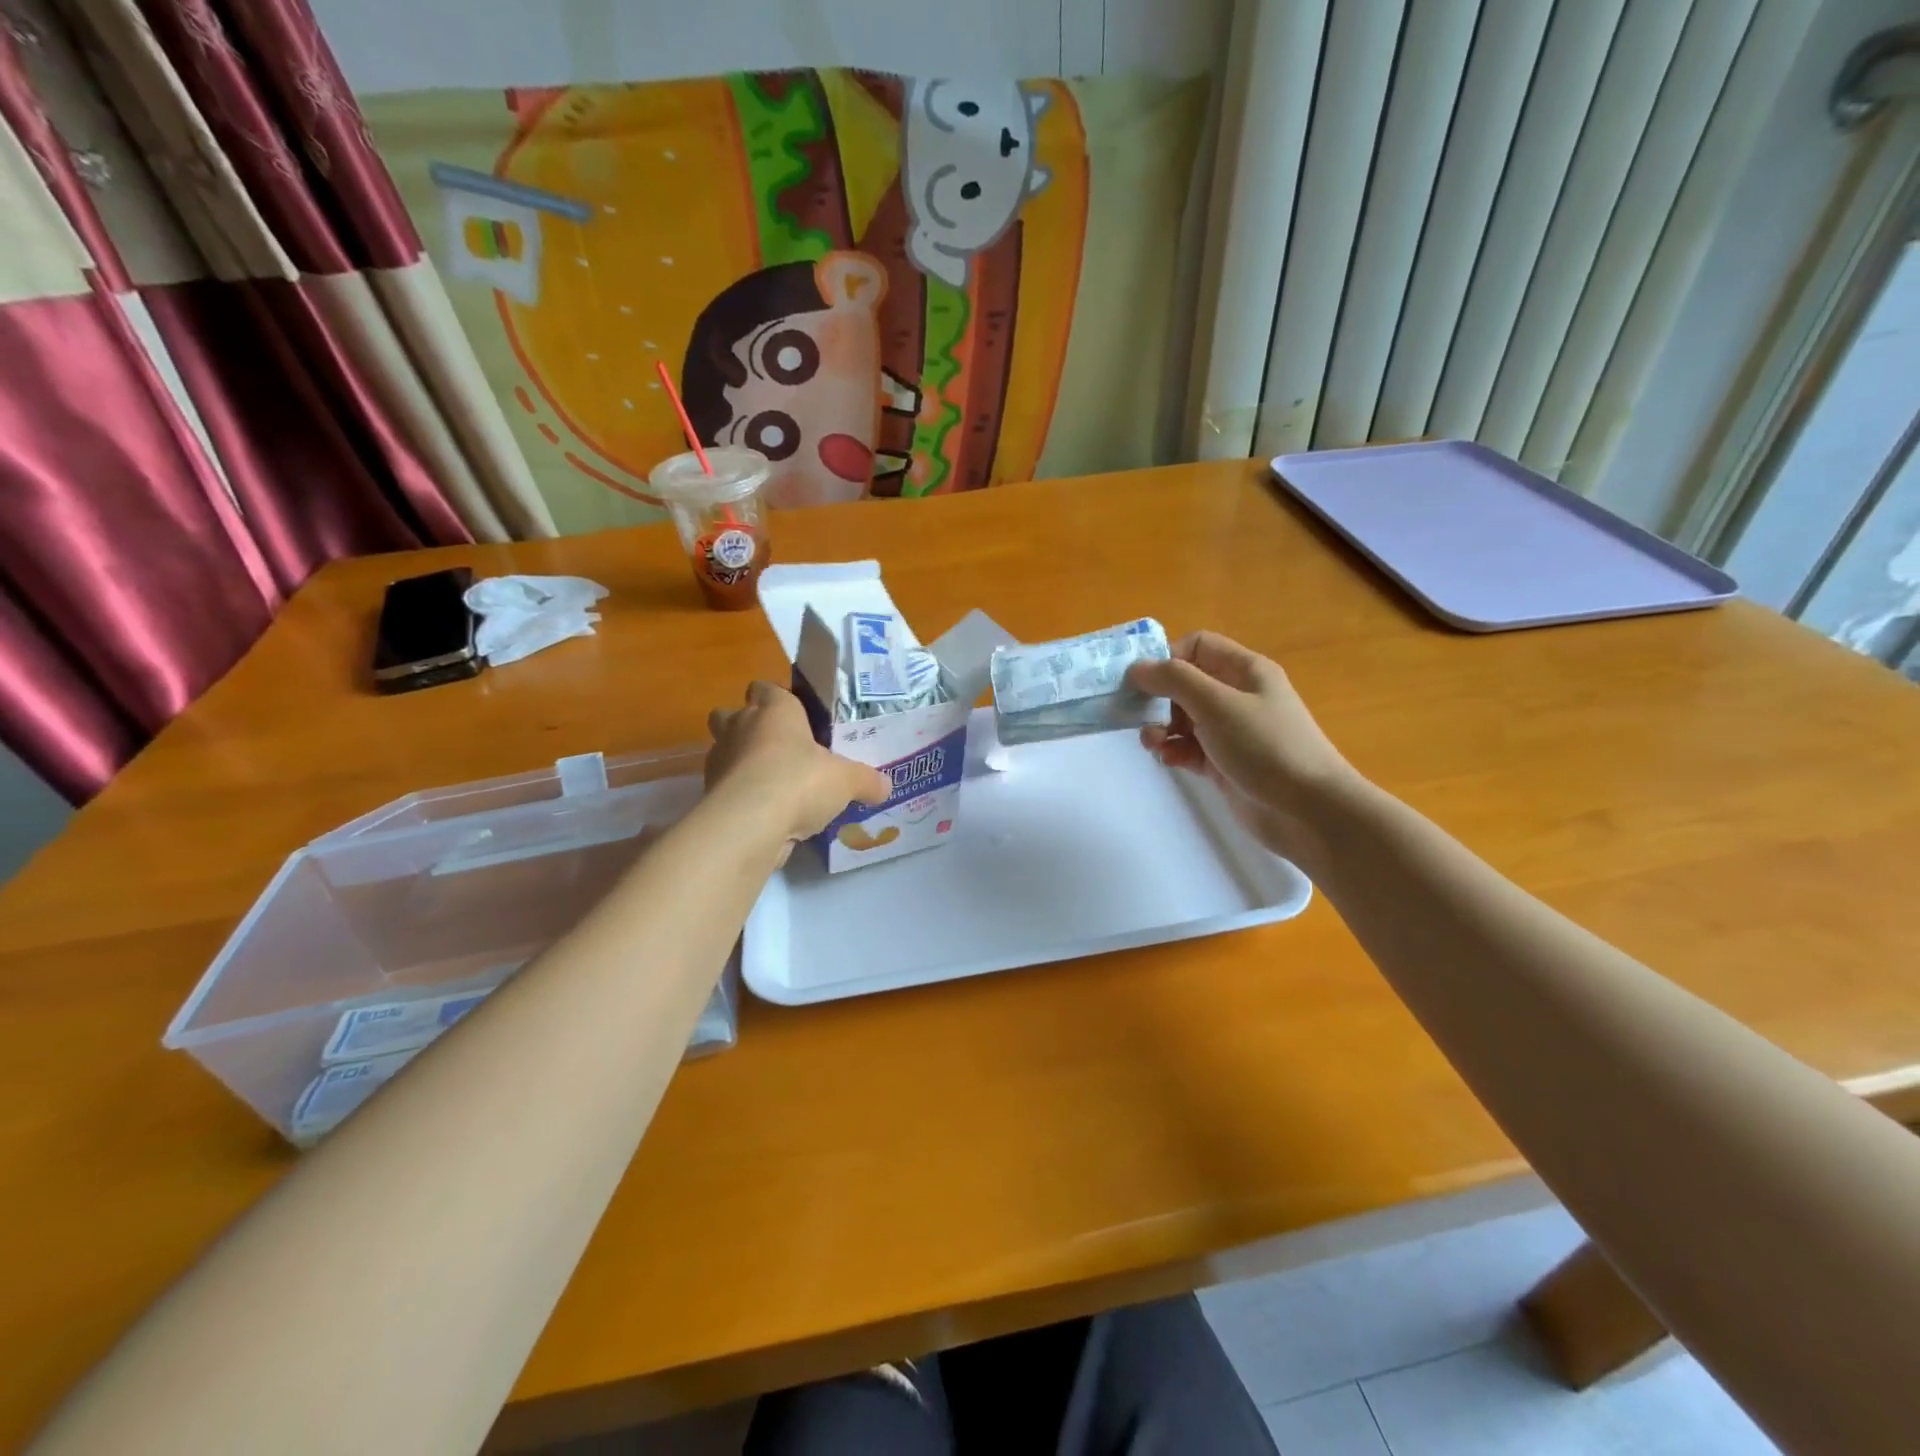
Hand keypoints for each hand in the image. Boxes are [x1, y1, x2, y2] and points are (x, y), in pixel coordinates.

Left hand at [706, 681, 890, 856]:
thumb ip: (866, 781)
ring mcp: (720, 760)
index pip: (766, 688)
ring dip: (741, 763)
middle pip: (730, 714)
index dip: (777, 699)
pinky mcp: (709, 793)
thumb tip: (886, 786)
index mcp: (774, 709)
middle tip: (777, 748)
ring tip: (773, 785)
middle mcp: (740, 726)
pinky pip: (725, 786)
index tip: (795, 717)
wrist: (749, 824)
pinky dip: (740, 796)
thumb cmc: (800, 781)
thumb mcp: (847, 781)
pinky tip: (764, 813)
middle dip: (747, 727)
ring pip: (724, 751)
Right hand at [1125, 632, 1357, 864]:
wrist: (1308, 810)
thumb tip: (1137, 667)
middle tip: (1138, 716)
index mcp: (1244, 670)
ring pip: (1183, 718)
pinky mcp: (1224, 763)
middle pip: (1185, 683)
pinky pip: (1189, 748)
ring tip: (1152, 743)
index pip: (1197, 647)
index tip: (1141, 682)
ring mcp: (1231, 731)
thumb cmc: (1265, 746)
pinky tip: (1169, 761)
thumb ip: (1174, 680)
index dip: (1167, 658)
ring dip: (1161, 727)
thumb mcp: (1217, 704)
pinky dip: (1174, 750)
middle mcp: (1237, 695)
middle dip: (1158, 698)